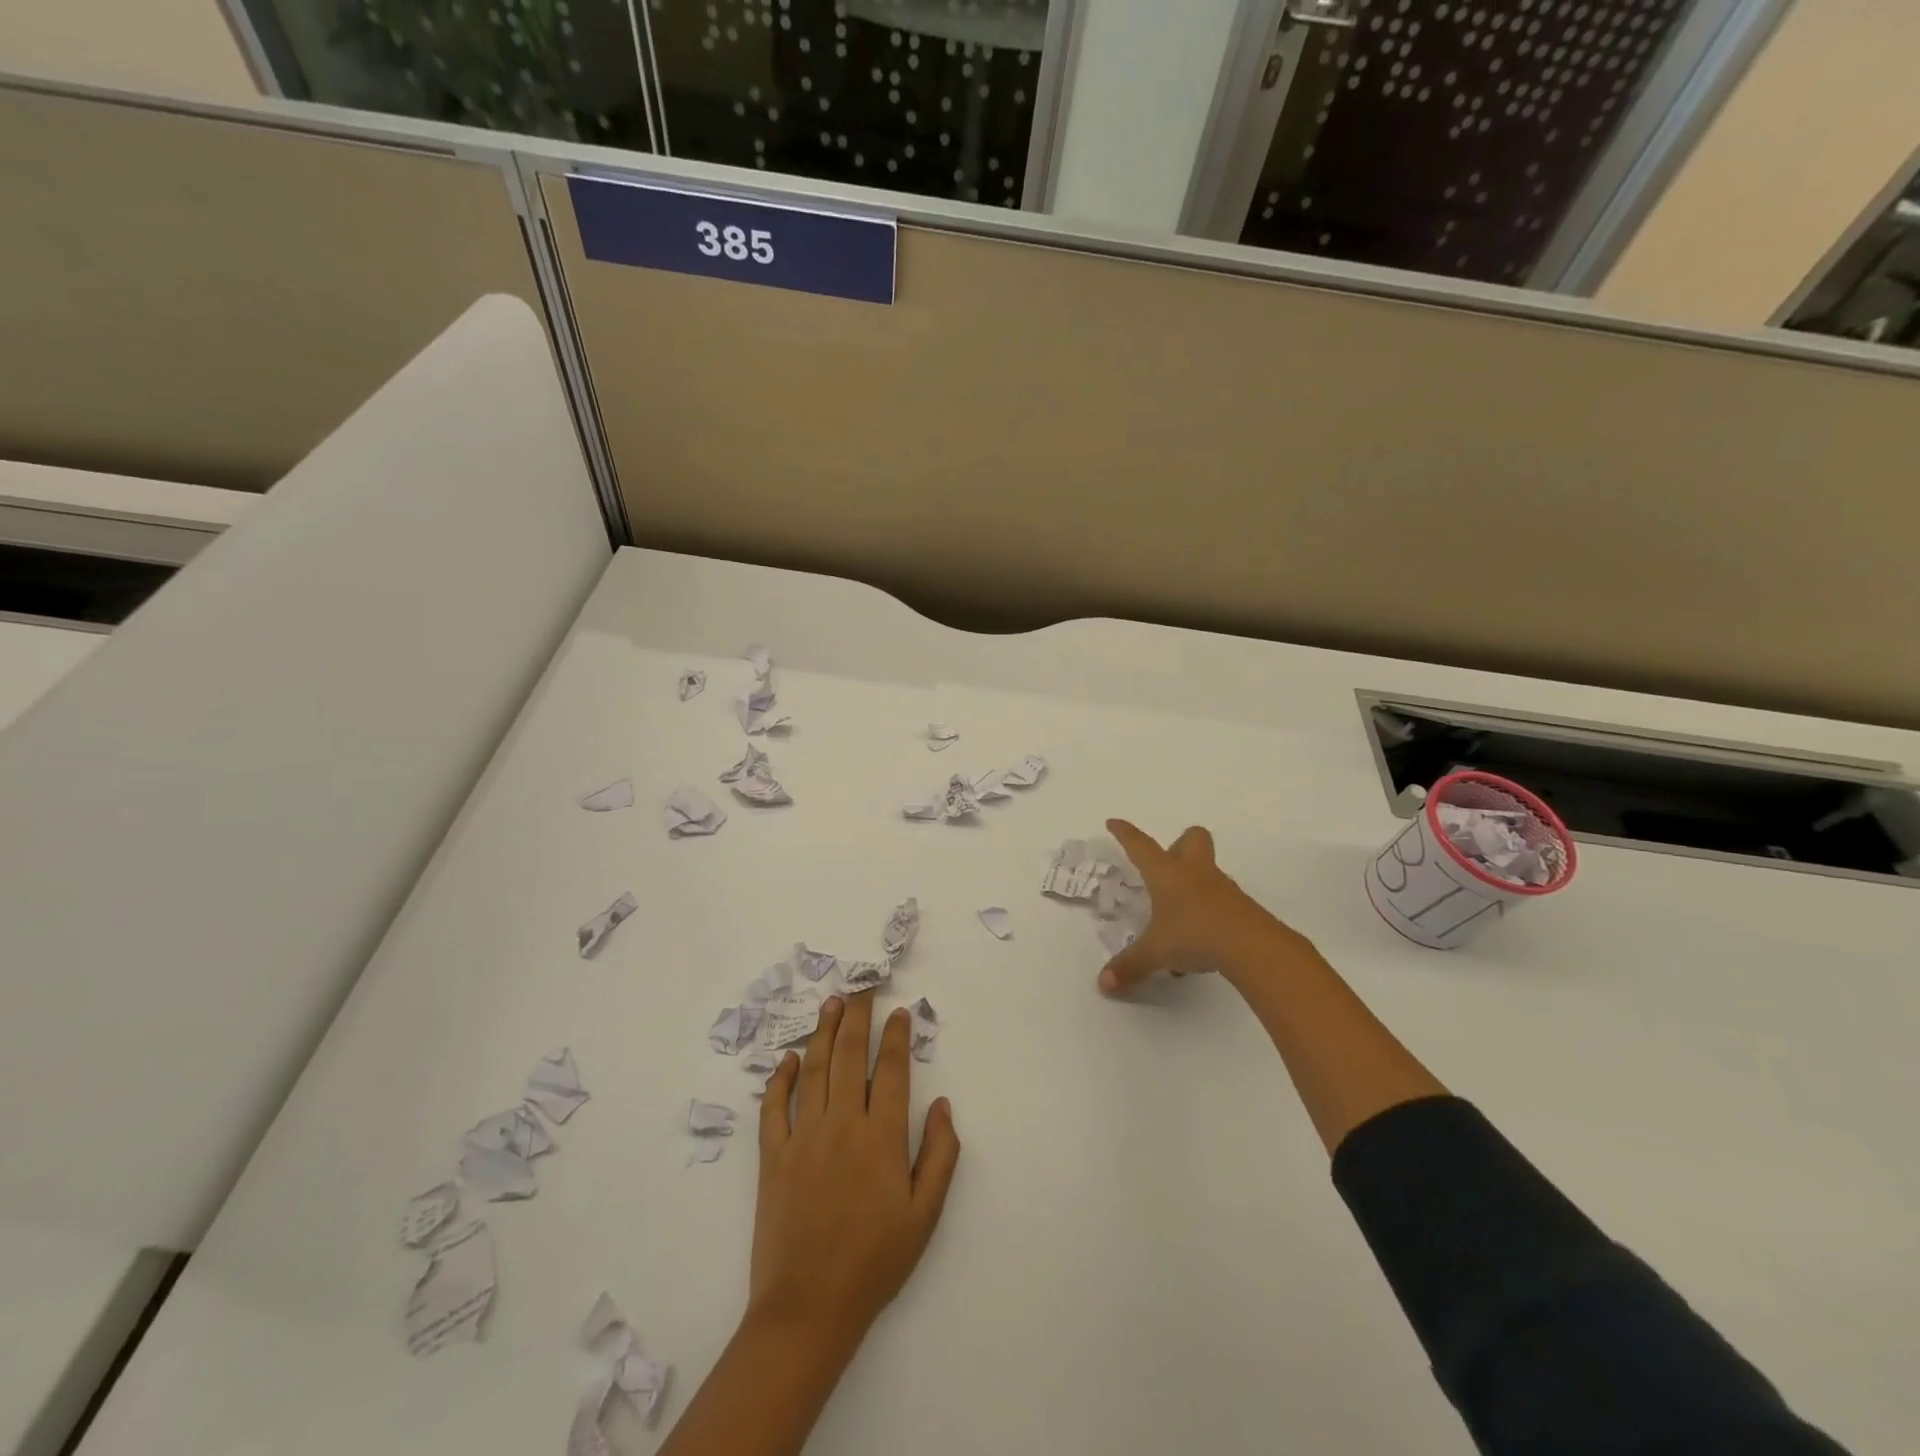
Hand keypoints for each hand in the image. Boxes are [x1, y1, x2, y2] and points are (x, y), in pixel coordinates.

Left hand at [751, 993, 961, 1346]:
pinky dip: (781, 1078)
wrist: (808, 1308)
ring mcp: (804, 1137)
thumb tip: (943, 1105)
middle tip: (862, 987)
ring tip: (831, 1003)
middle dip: (858, 1016)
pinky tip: (789, 1058)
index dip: (896, 1036)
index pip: (892, 1070)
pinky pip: (774, 1106)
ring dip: (823, 1032)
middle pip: (850, 1055)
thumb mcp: (925, 1215)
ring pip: (814, 1069)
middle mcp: (843, 1124)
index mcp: (882, 1137)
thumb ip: (940, 1155)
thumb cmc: (874, 1262)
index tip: (899, 1011)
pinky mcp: (773, 1156)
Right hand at [1099, 819, 1305, 993]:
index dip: (1125, 834)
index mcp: (1167, 874)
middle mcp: (1194, 873)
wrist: (1252, 946)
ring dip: (1194, 882)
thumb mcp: (1156, 953)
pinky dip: (1208, 912)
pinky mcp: (1241, 907)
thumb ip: (1130, 966)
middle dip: (1179, 844)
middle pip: (1192, 838)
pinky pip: (1220, 900)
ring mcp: (1222, 888)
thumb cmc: (1194, 935)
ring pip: (1208, 870)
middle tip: (1168, 864)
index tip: (1114, 823)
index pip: (1141, 846)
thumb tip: (1104, 984)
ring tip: (1178, 915)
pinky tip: (1201, 939)